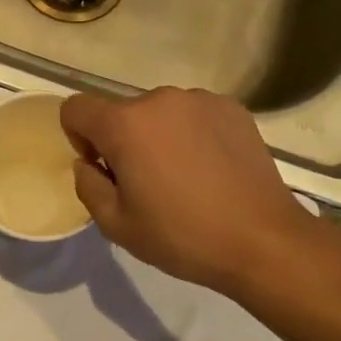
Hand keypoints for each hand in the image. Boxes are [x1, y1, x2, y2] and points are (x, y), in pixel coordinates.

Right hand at [59, 87, 322, 299]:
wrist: (264, 241)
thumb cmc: (182, 235)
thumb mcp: (116, 225)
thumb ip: (87, 185)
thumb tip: (88, 163)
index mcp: (125, 124)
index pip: (75, 108)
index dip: (78, 137)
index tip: (103, 168)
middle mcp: (158, 99)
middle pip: (120, 112)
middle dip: (122, 140)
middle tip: (146, 182)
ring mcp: (199, 99)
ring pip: (158, 113)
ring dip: (158, 136)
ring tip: (184, 176)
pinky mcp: (231, 108)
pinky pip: (193, 114)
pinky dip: (191, 134)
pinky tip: (211, 168)